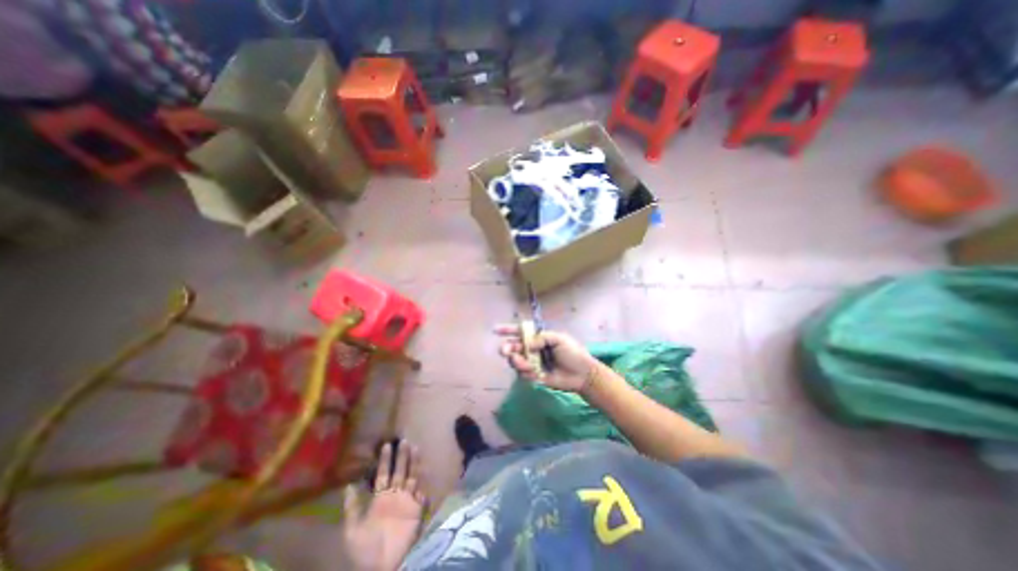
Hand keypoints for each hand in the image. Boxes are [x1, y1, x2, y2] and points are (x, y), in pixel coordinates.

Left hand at [339, 439, 424, 568]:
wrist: (379, 568)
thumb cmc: (364, 549)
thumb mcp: (352, 530)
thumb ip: (352, 507)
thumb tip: (349, 485)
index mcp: (380, 498)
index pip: (383, 474)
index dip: (385, 461)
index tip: (387, 445)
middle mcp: (395, 496)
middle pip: (400, 471)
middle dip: (402, 457)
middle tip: (404, 441)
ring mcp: (407, 502)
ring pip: (412, 478)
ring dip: (414, 464)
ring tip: (415, 449)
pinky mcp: (416, 512)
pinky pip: (422, 498)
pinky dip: (423, 491)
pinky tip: (423, 480)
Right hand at [496, 324, 598, 393]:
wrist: (582, 374)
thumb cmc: (573, 353)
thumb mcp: (559, 339)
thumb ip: (542, 338)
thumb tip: (527, 345)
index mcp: (538, 338)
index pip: (521, 332)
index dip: (508, 330)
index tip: (495, 330)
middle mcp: (533, 349)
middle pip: (514, 347)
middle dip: (507, 348)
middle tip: (506, 351)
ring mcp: (533, 363)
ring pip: (516, 361)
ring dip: (517, 362)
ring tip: (525, 364)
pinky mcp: (534, 376)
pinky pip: (523, 374)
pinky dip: (526, 372)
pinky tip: (535, 373)